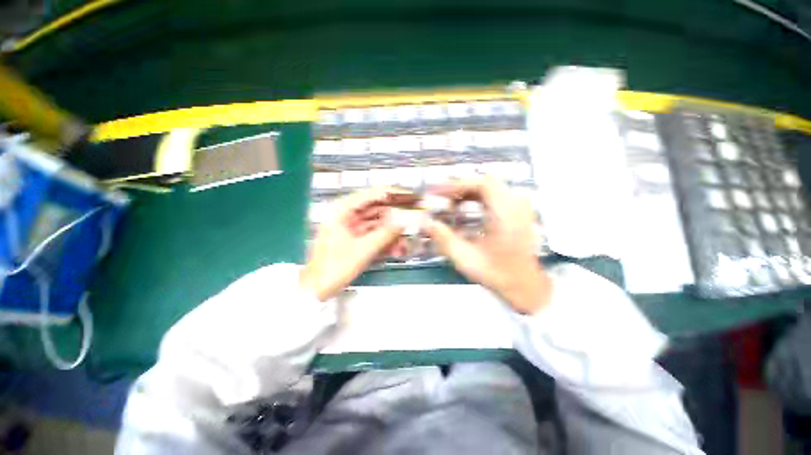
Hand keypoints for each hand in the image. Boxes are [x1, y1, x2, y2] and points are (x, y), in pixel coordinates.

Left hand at [300, 188, 404, 300]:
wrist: (315, 290)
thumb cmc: (335, 267)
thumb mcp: (364, 249)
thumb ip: (387, 232)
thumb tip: (408, 219)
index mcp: (343, 209)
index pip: (374, 194)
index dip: (395, 194)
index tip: (414, 198)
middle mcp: (347, 213)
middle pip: (378, 209)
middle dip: (396, 219)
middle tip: (415, 223)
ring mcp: (351, 226)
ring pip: (378, 224)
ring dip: (392, 234)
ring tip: (405, 246)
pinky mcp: (354, 237)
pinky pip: (374, 234)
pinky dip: (385, 241)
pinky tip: (396, 250)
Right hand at [425, 178, 552, 313]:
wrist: (524, 284)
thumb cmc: (496, 273)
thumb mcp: (466, 259)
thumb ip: (444, 239)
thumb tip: (426, 223)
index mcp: (506, 215)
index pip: (482, 184)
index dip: (458, 185)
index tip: (439, 193)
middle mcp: (516, 205)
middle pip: (485, 182)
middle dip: (461, 188)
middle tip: (442, 198)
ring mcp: (520, 206)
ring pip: (491, 186)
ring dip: (468, 191)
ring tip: (451, 203)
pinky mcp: (518, 211)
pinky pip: (496, 194)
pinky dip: (478, 197)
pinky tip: (466, 208)